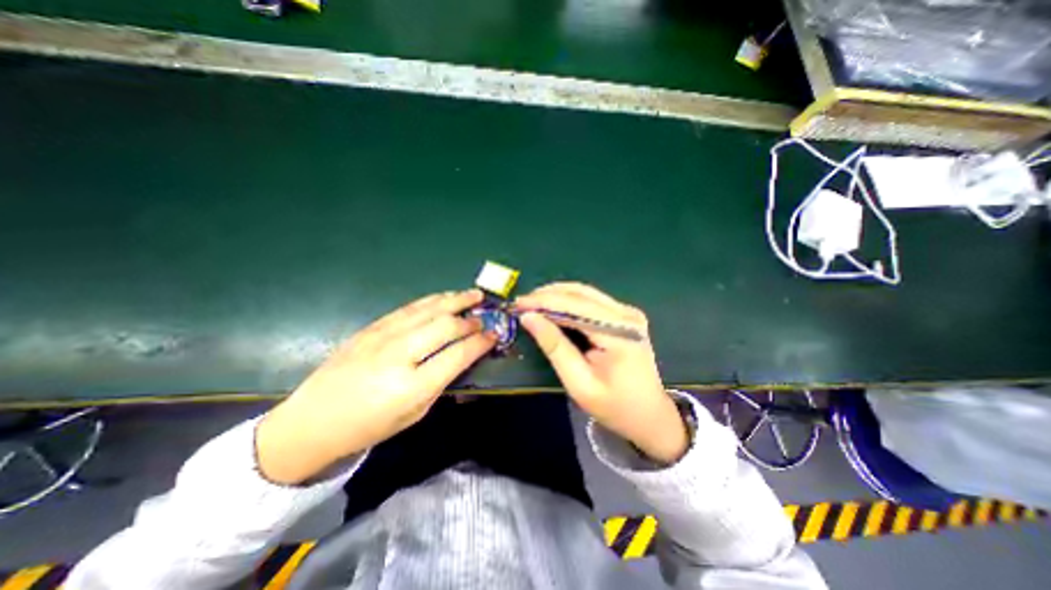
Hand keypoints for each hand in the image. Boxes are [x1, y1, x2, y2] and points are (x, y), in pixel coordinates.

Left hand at [258, 287, 496, 482]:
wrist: (312, 422)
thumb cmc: (369, 426)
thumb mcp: (415, 414)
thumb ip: (442, 382)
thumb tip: (463, 356)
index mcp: (412, 386)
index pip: (458, 355)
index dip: (480, 342)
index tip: (494, 335)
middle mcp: (398, 355)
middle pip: (445, 326)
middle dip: (470, 319)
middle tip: (484, 316)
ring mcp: (382, 337)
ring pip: (428, 309)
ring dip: (455, 300)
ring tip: (473, 294)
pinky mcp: (371, 327)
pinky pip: (409, 308)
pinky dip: (431, 300)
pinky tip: (444, 297)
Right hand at [515, 280, 690, 465]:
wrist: (649, 416)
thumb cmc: (614, 406)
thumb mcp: (579, 383)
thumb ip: (554, 347)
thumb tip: (529, 318)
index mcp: (620, 333)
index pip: (576, 306)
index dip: (544, 301)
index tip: (518, 303)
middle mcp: (627, 316)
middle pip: (581, 293)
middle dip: (548, 295)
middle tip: (522, 302)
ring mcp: (628, 314)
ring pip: (586, 293)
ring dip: (557, 295)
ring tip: (533, 303)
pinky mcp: (625, 317)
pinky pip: (592, 301)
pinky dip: (569, 302)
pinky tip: (553, 307)